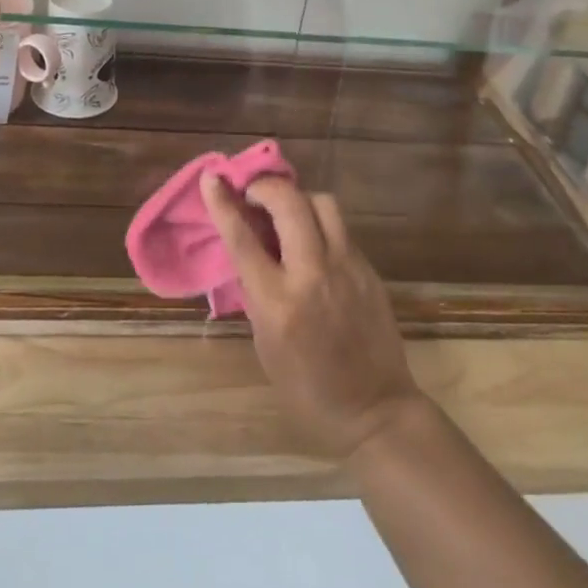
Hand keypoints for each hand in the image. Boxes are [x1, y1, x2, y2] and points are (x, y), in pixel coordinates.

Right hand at [202, 174, 424, 461]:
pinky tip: (311, 239)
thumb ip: (255, 290)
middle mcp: (313, 274)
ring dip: (298, 198)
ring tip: (285, 213)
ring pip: (322, 202)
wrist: (375, 410)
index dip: (224, 203)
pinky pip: (340, 227)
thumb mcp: (265, 343)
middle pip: (288, 203)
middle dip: (265, 187)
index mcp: (278, 302)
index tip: (212, 177)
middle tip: (252, 193)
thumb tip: (248, 247)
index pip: (243, 238)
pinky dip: (319, 221)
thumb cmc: (307, 388)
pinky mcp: (368, 268)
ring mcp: (346, 267)